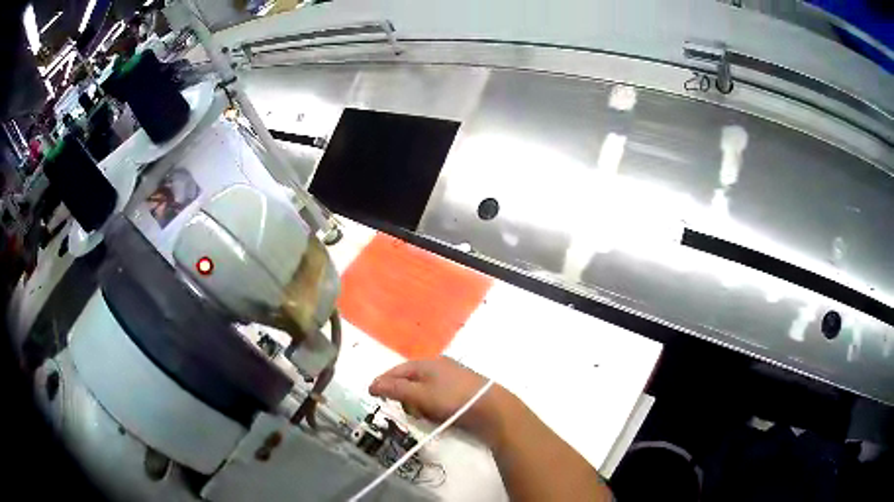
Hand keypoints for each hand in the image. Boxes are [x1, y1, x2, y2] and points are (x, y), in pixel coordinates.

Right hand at [369, 357, 508, 443]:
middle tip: (407, 411)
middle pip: (411, 380)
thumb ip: (395, 389)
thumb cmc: (453, 400)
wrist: (493, 409)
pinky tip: (438, 417)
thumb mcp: (420, 395)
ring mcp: (453, 377)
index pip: (398, 370)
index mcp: (428, 363)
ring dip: (419, 404)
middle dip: (405, 396)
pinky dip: (433, 406)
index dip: (383, 381)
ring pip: (425, 390)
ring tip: (424, 417)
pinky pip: (439, 397)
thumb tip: (372, 383)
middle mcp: (440, 366)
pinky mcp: (462, 390)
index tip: (372, 395)